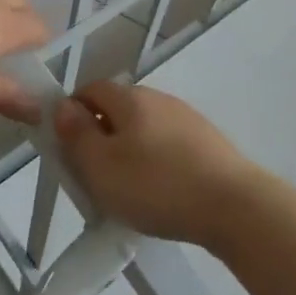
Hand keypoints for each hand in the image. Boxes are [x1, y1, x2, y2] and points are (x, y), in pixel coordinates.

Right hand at [56, 82, 263, 246]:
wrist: (233, 205)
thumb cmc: (157, 185)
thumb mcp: (101, 167)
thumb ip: (77, 135)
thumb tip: (62, 105)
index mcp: (130, 98)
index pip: (90, 89)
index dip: (72, 113)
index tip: (67, 149)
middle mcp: (159, 98)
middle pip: (118, 108)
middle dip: (100, 135)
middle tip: (93, 176)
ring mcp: (187, 118)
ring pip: (144, 128)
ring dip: (128, 151)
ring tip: (126, 191)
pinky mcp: (207, 141)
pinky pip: (167, 145)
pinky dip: (155, 162)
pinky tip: (160, 192)